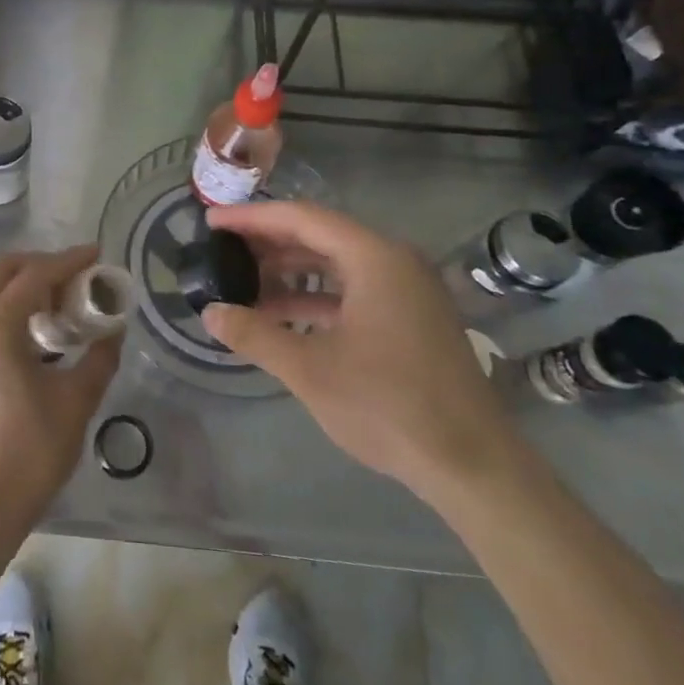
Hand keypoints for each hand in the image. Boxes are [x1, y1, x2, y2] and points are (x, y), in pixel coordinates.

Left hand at [0, 245, 121, 538]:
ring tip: (53, 299)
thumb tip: (114, 328)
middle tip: (73, 275)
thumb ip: (99, 356)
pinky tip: (26, 326)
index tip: (95, 254)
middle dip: (38, 264)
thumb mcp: (77, 400)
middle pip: (0, 271)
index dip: (67, 261)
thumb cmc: (33, 450)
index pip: (34, 276)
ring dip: (17, 282)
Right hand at [202, 201, 523, 502]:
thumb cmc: (388, 406)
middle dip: (269, 242)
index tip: (212, 222)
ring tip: (244, 281)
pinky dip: (315, 297)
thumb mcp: (309, 370)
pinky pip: (354, 289)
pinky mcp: (411, 318)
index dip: (252, 218)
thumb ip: (254, 334)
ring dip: (290, 271)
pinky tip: (281, 315)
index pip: (301, 218)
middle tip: (223, 249)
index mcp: (374, 258)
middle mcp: (394, 262)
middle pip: (320, 235)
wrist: (473, 466)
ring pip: (337, 264)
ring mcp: (407, 290)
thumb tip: (210, 313)